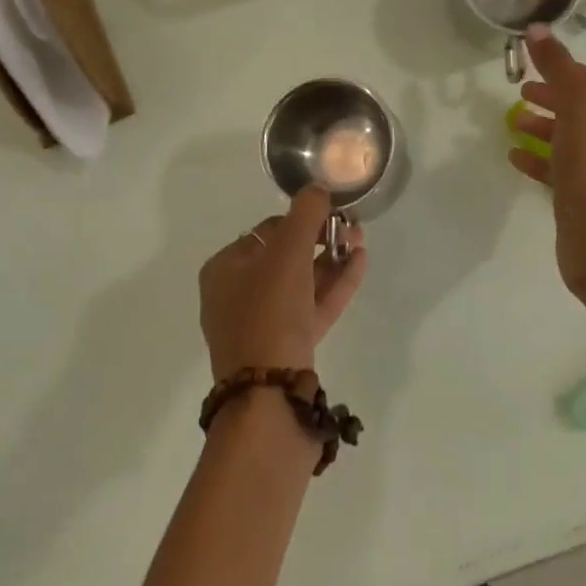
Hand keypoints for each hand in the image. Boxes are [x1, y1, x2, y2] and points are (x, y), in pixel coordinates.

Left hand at [199, 186, 368, 379]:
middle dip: (321, 239)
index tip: (331, 212)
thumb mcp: (287, 252)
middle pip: (285, 257)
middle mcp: (237, 295)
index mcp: (224, 270)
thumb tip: (318, 188)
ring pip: (301, 284)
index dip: (300, 219)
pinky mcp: (286, 349)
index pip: (266, 231)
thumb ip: (305, 214)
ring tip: (360, 241)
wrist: (270, 397)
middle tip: (352, 228)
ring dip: (331, 261)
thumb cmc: (269, 312)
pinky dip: (334, 287)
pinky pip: (311, 308)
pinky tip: (359, 264)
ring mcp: (262, 326)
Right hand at [507, 25, 585, 318]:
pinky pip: (568, 170)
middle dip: (555, 99)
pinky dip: (544, 159)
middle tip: (523, 94)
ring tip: (514, 123)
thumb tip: (536, 28)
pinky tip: (517, 157)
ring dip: (546, 128)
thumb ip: (556, 67)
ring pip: (577, 140)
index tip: (541, 72)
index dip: (574, 72)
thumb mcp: (575, 108)